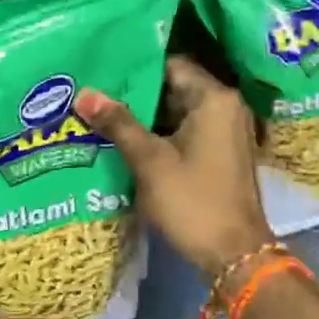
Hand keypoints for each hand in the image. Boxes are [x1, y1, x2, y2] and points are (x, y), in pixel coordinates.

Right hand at [75, 57, 275, 279]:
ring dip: (145, 116)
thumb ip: (118, 123)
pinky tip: (126, 140)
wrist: (234, 255)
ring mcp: (225, 131)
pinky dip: (160, 134)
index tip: (101, 70)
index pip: (170, 64)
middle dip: (135, 93)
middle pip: (174, 86)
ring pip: (177, 111)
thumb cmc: (193, 201)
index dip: (135, 67)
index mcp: (214, 98)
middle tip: (94, 93)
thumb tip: (85, 92)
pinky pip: (186, 131)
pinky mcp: (221, 153)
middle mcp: (225, 106)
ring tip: (101, 114)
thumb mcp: (150, 161)